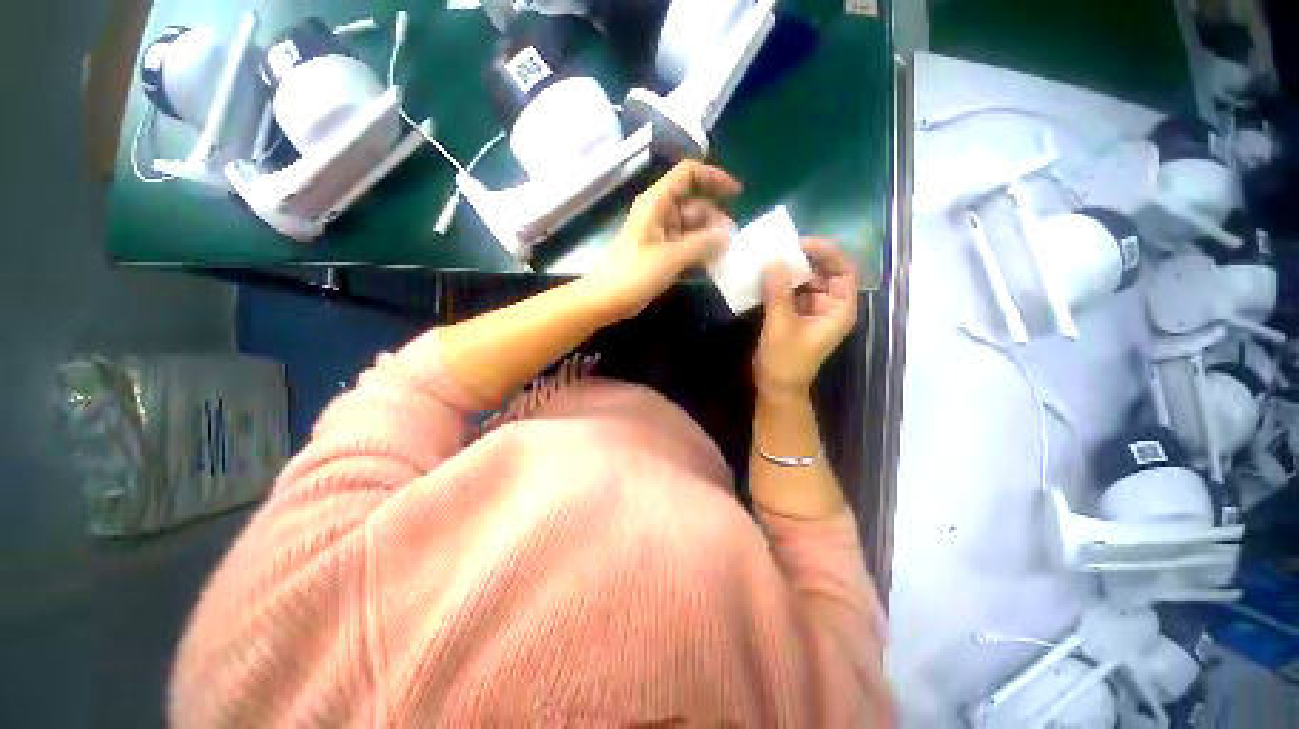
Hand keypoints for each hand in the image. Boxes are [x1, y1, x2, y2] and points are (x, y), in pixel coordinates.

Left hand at [586, 161, 740, 319]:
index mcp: (657, 202)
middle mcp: (659, 213)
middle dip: (715, 219)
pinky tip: (712, 265)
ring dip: (709, 239)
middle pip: (694, 205)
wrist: (605, 299)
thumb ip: (701, 244)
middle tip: (732, 241)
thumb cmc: (633, 274)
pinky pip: (685, 246)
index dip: (714, 178)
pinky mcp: (660, 254)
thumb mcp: (670, 257)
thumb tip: (727, 235)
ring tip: (725, 255)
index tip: (737, 194)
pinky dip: (698, 252)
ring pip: (691, 228)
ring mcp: (659, 234)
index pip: (688, 175)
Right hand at [755, 239, 858, 399]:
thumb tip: (772, 260)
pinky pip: (792, 291)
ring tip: (770, 256)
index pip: (844, 271)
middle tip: (781, 247)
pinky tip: (765, 274)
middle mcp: (830, 306)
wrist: (776, 388)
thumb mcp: (781, 325)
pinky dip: (780, 282)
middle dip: (806, 258)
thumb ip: (777, 292)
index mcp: (839, 310)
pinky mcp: (796, 314)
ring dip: (790, 269)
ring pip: (807, 280)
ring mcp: (813, 310)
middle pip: (825, 272)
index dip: (827, 253)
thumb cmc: (785, 361)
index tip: (801, 243)